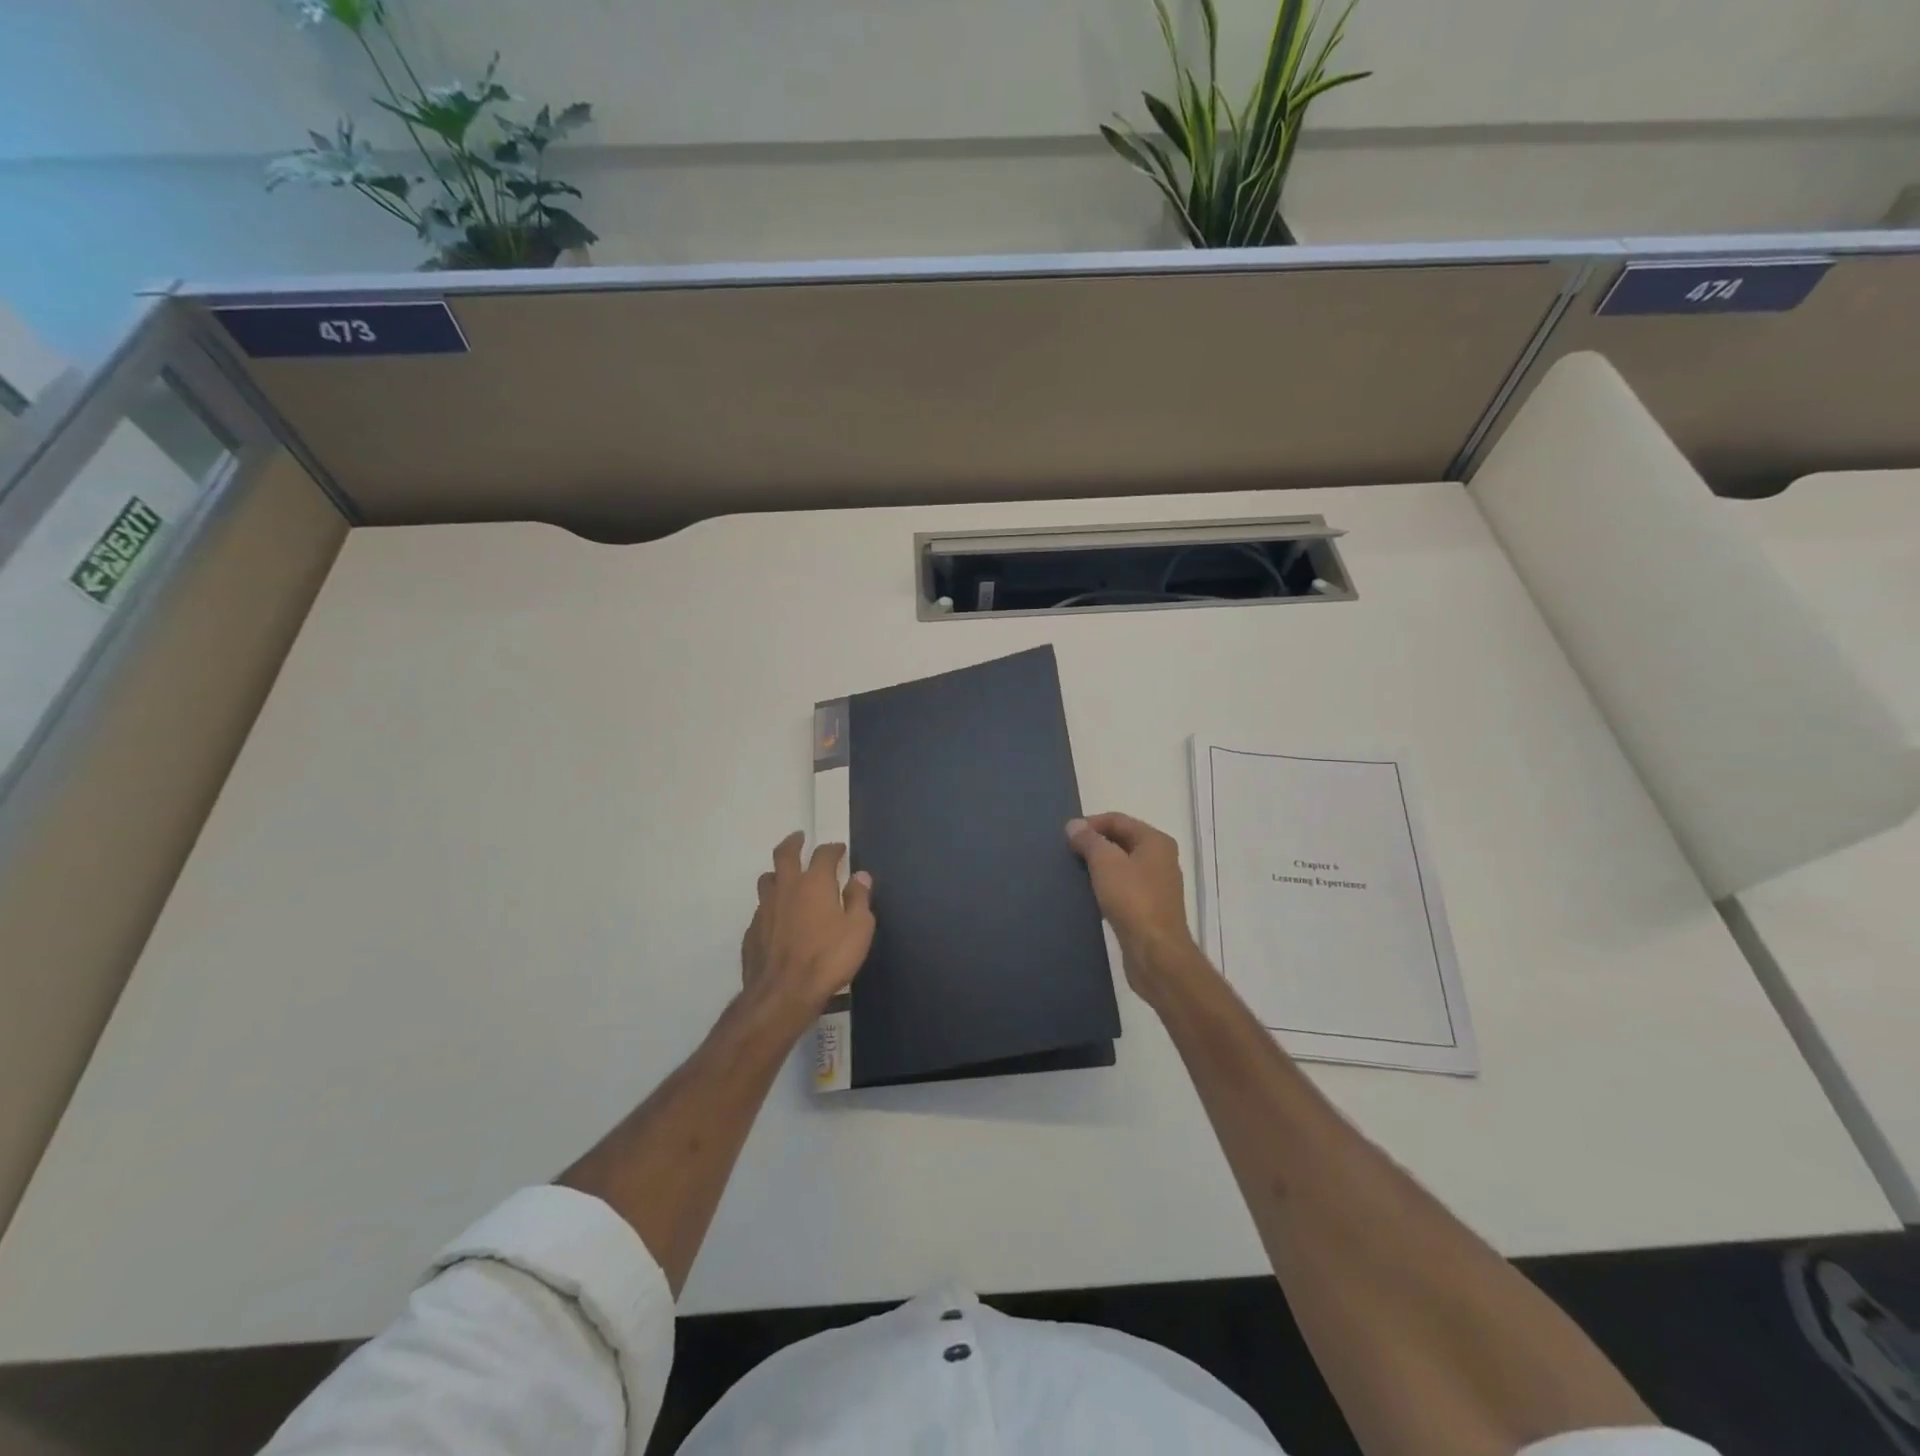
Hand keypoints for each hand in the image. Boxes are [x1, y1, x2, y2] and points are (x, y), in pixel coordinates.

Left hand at [740, 833, 875, 1023]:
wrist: (783, 993)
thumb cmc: (828, 958)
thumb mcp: (859, 928)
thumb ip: (859, 898)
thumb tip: (860, 875)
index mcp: (814, 883)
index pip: (823, 854)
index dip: (833, 849)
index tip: (839, 849)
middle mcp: (786, 888)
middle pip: (784, 855)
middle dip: (793, 843)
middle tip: (799, 838)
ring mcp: (765, 909)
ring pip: (767, 880)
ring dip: (777, 874)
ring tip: (785, 877)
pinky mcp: (751, 932)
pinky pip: (761, 910)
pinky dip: (771, 907)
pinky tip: (778, 920)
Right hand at [1066, 813, 1203, 996]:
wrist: (1156, 953)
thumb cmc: (1133, 900)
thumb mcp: (1106, 863)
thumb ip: (1089, 840)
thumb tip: (1074, 825)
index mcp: (1156, 841)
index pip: (1118, 820)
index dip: (1090, 824)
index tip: (1066, 836)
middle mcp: (1161, 859)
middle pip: (1121, 841)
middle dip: (1094, 845)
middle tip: (1067, 853)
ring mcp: (1157, 885)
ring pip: (1122, 865)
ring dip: (1099, 866)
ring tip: (1074, 873)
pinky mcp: (1150, 908)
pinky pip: (1124, 887)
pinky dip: (1106, 886)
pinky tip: (1089, 895)